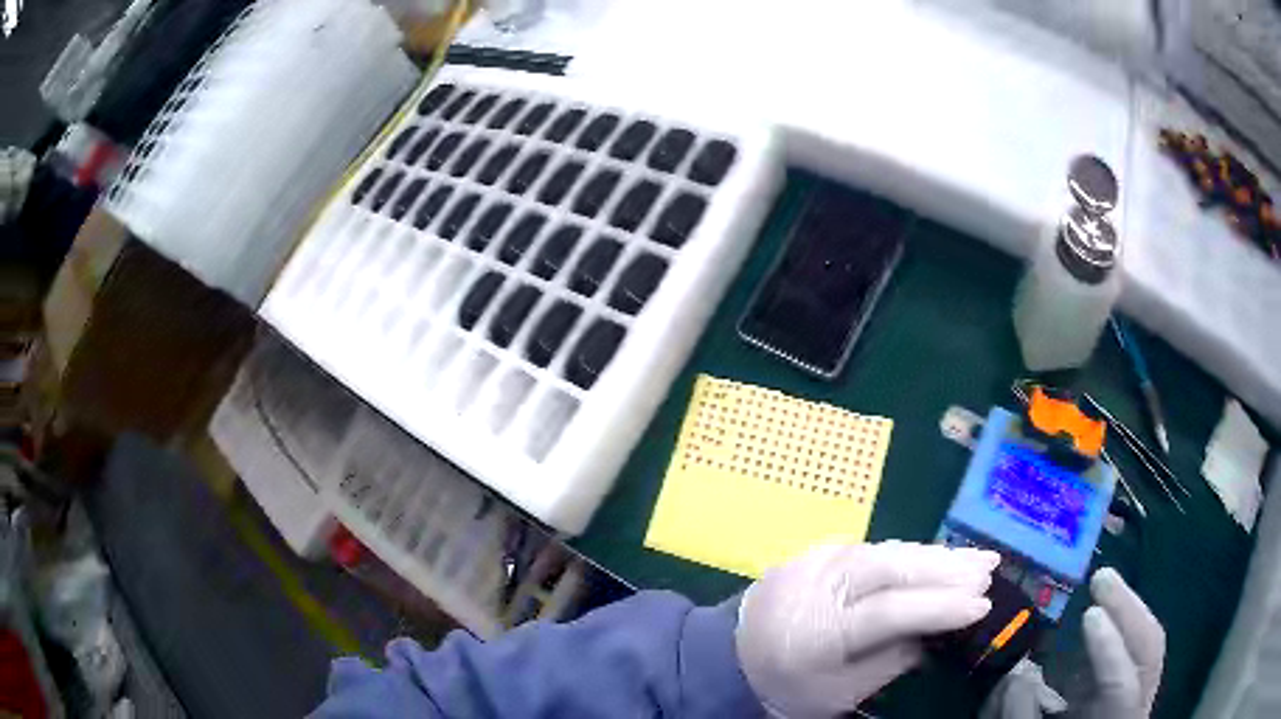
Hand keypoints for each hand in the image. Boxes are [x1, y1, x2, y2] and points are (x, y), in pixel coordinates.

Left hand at [735, 541, 999, 718]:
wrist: (726, 656)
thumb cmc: (787, 685)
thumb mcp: (840, 692)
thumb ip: (892, 659)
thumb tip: (938, 630)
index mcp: (817, 632)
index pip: (888, 612)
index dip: (937, 608)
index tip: (982, 606)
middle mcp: (817, 586)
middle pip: (890, 570)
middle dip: (946, 569)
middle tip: (989, 570)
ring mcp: (815, 563)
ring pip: (886, 553)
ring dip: (935, 555)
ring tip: (977, 559)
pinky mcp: (817, 553)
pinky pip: (873, 551)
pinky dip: (910, 555)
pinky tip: (937, 558)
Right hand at [984, 567, 1164, 718]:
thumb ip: (1020, 715)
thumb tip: (1016, 674)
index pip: (1120, 686)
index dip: (1108, 651)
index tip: (1091, 613)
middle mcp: (1133, 708)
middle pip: (1147, 652)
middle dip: (1127, 610)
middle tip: (1101, 577)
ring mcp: (1134, 698)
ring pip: (1143, 647)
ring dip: (1125, 612)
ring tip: (1101, 583)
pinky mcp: (1123, 692)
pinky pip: (1131, 653)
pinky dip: (1118, 629)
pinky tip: (1097, 614)